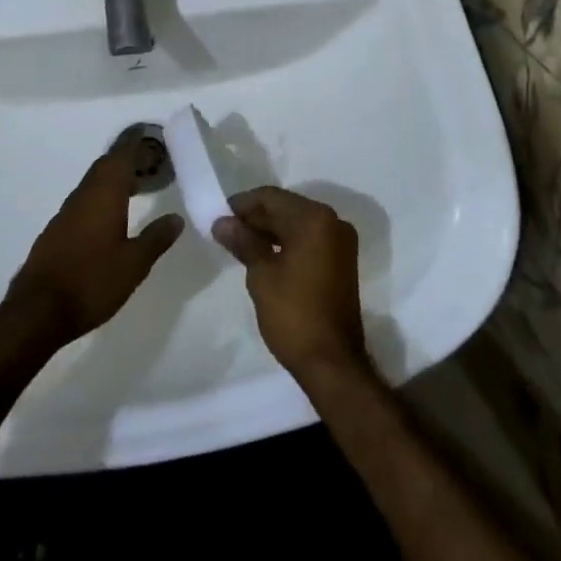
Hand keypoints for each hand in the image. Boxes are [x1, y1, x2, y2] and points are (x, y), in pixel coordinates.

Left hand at [8, 143, 183, 347]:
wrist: (37, 313)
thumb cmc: (91, 282)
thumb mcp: (134, 264)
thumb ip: (156, 238)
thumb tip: (176, 218)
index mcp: (103, 196)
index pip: (119, 158)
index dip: (134, 145)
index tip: (148, 136)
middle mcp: (82, 197)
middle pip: (104, 168)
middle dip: (125, 161)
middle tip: (148, 163)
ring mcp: (64, 215)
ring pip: (92, 186)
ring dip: (112, 181)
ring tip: (134, 189)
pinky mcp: (55, 233)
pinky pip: (82, 204)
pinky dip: (99, 200)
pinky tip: (108, 220)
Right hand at [213, 188, 368, 386]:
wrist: (333, 362)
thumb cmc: (293, 314)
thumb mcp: (261, 275)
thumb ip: (243, 241)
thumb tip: (222, 221)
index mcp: (314, 219)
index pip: (272, 197)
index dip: (243, 203)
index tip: (219, 214)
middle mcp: (332, 222)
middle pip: (286, 207)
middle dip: (256, 217)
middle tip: (226, 229)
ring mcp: (340, 241)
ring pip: (297, 223)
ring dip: (270, 229)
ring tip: (239, 242)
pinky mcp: (341, 260)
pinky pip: (308, 238)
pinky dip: (286, 241)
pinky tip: (263, 253)